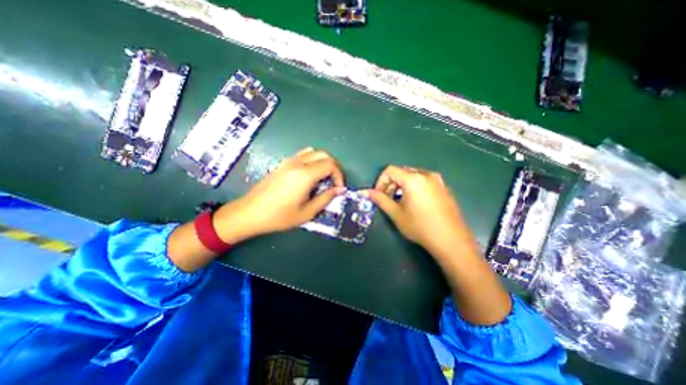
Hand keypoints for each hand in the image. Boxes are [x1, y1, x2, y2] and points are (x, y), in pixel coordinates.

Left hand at [213, 146, 345, 242]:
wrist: (250, 213)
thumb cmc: (279, 216)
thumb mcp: (307, 212)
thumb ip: (326, 198)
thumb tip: (339, 190)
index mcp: (305, 175)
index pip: (330, 165)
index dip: (339, 176)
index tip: (338, 189)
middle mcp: (298, 163)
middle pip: (324, 155)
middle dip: (334, 167)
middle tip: (334, 182)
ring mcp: (289, 161)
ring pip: (314, 152)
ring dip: (323, 162)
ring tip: (324, 178)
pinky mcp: (283, 164)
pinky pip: (303, 155)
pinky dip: (313, 161)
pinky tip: (310, 176)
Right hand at [364, 164, 477, 256]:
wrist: (451, 241)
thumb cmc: (420, 227)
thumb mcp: (396, 213)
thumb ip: (380, 199)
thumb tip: (365, 192)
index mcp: (414, 178)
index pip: (390, 170)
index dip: (380, 182)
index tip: (379, 195)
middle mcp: (426, 174)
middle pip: (402, 172)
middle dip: (391, 184)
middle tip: (388, 199)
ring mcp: (438, 180)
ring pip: (413, 176)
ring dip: (402, 186)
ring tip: (401, 202)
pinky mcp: (444, 188)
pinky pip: (423, 181)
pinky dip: (414, 187)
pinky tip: (415, 203)